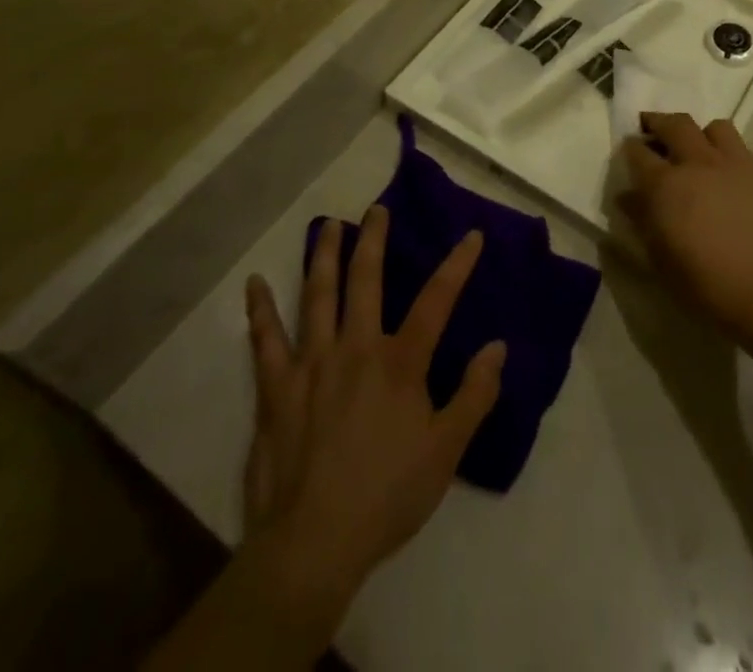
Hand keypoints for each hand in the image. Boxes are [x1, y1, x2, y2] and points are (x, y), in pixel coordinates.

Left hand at [240, 209, 505, 620]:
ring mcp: (311, 363)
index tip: (471, 235)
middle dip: (374, 240)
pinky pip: (265, 340)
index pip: (436, 301)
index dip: (457, 265)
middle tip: (376, 209)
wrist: (313, 544)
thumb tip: (497, 347)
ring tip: (329, 226)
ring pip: (317, 296)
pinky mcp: (276, 388)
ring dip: (324, 256)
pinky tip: (255, 283)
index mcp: (399, 363)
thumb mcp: (446, 451)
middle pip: (367, 280)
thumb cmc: (387, 496)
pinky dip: (260, 310)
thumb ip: (474, 395)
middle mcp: (355, 348)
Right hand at [619, 114, 752, 334]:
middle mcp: (697, 162)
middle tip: (652, 128)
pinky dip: (727, 151)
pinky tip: (726, 171)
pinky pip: (740, 146)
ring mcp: (733, 163)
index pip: (638, 151)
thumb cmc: (706, 283)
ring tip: (696, 148)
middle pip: (674, 124)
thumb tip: (627, 197)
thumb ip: (642, 220)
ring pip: (713, 127)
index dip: (630, 148)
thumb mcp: (660, 258)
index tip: (629, 150)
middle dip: (658, 122)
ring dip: (699, 133)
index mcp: (665, 184)